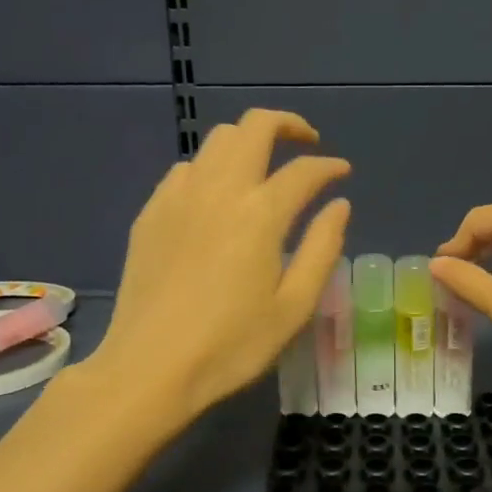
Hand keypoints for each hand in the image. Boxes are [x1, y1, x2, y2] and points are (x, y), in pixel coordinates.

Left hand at [93, 109, 350, 424]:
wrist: (150, 367)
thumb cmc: (232, 345)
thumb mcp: (294, 306)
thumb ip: (322, 248)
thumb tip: (339, 204)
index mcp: (260, 214)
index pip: (304, 170)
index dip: (329, 167)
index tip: (341, 173)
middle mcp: (219, 189)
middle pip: (254, 127)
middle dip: (287, 125)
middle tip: (306, 144)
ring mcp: (179, 196)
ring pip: (216, 140)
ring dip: (247, 142)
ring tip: (263, 168)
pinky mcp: (151, 212)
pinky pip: (186, 168)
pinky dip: (211, 168)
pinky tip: (216, 198)